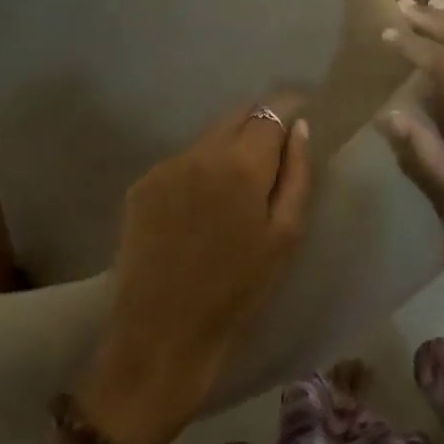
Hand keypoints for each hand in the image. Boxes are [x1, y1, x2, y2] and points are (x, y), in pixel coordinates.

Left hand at [78, 104, 313, 443]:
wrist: (162, 335)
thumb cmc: (238, 291)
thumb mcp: (285, 236)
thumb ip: (298, 174)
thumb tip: (300, 128)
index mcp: (241, 163)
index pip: (271, 111)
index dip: (288, 108)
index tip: (301, 113)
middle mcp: (201, 152)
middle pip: (238, 116)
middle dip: (259, 125)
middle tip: (272, 157)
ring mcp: (167, 166)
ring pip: (209, 138)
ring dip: (228, 149)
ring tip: (235, 190)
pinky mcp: (142, 185)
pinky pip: (183, 162)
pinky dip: (199, 171)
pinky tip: (201, 208)